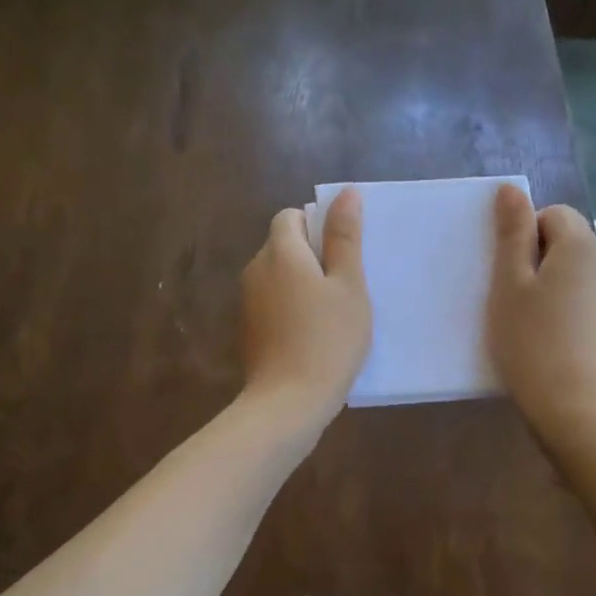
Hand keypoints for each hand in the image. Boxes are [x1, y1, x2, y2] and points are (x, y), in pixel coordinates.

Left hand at [240, 188, 371, 426]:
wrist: (288, 402)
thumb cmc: (328, 340)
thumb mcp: (349, 286)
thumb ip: (345, 238)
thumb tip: (346, 192)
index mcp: (280, 252)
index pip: (291, 217)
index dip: (317, 227)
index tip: (342, 255)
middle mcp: (255, 270)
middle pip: (282, 246)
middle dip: (312, 257)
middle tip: (345, 287)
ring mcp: (247, 302)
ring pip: (278, 277)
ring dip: (302, 285)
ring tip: (332, 315)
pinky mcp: (248, 330)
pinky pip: (272, 304)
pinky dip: (291, 309)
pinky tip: (312, 337)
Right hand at [487, 184, 595, 440]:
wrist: (572, 405)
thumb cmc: (531, 340)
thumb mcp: (509, 284)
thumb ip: (512, 233)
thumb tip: (512, 189)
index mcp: (583, 246)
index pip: (553, 214)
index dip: (525, 237)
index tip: (509, 274)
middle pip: (569, 242)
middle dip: (540, 261)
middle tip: (515, 301)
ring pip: (579, 273)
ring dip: (555, 286)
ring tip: (534, 324)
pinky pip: (589, 299)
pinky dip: (570, 309)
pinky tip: (554, 340)